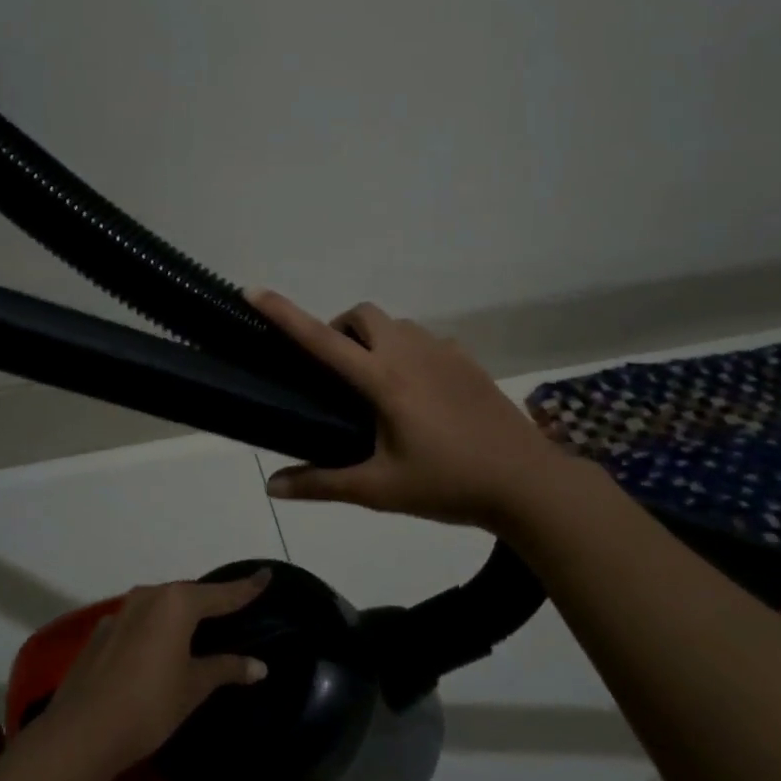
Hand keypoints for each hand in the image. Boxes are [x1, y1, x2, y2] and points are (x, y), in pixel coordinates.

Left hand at [44, 573, 270, 774]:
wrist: (81, 732)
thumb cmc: (149, 705)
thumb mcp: (194, 687)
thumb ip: (226, 669)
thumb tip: (260, 665)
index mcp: (176, 603)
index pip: (223, 593)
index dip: (247, 587)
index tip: (266, 574)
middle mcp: (148, 597)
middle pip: (189, 594)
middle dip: (212, 601)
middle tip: (235, 608)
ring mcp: (120, 613)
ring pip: (161, 606)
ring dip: (181, 614)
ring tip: (199, 628)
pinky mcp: (101, 633)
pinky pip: (140, 621)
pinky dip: (156, 628)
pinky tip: (159, 649)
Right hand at [247, 288, 575, 529]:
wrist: (526, 482)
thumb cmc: (448, 484)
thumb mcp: (379, 489)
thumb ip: (322, 483)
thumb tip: (272, 487)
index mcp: (384, 380)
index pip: (322, 339)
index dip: (284, 313)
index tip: (253, 291)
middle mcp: (411, 353)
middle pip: (363, 314)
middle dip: (339, 328)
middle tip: (335, 372)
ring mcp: (444, 352)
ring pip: (395, 324)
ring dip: (373, 339)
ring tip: (374, 385)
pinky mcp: (467, 360)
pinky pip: (424, 339)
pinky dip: (406, 351)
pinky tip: (417, 394)